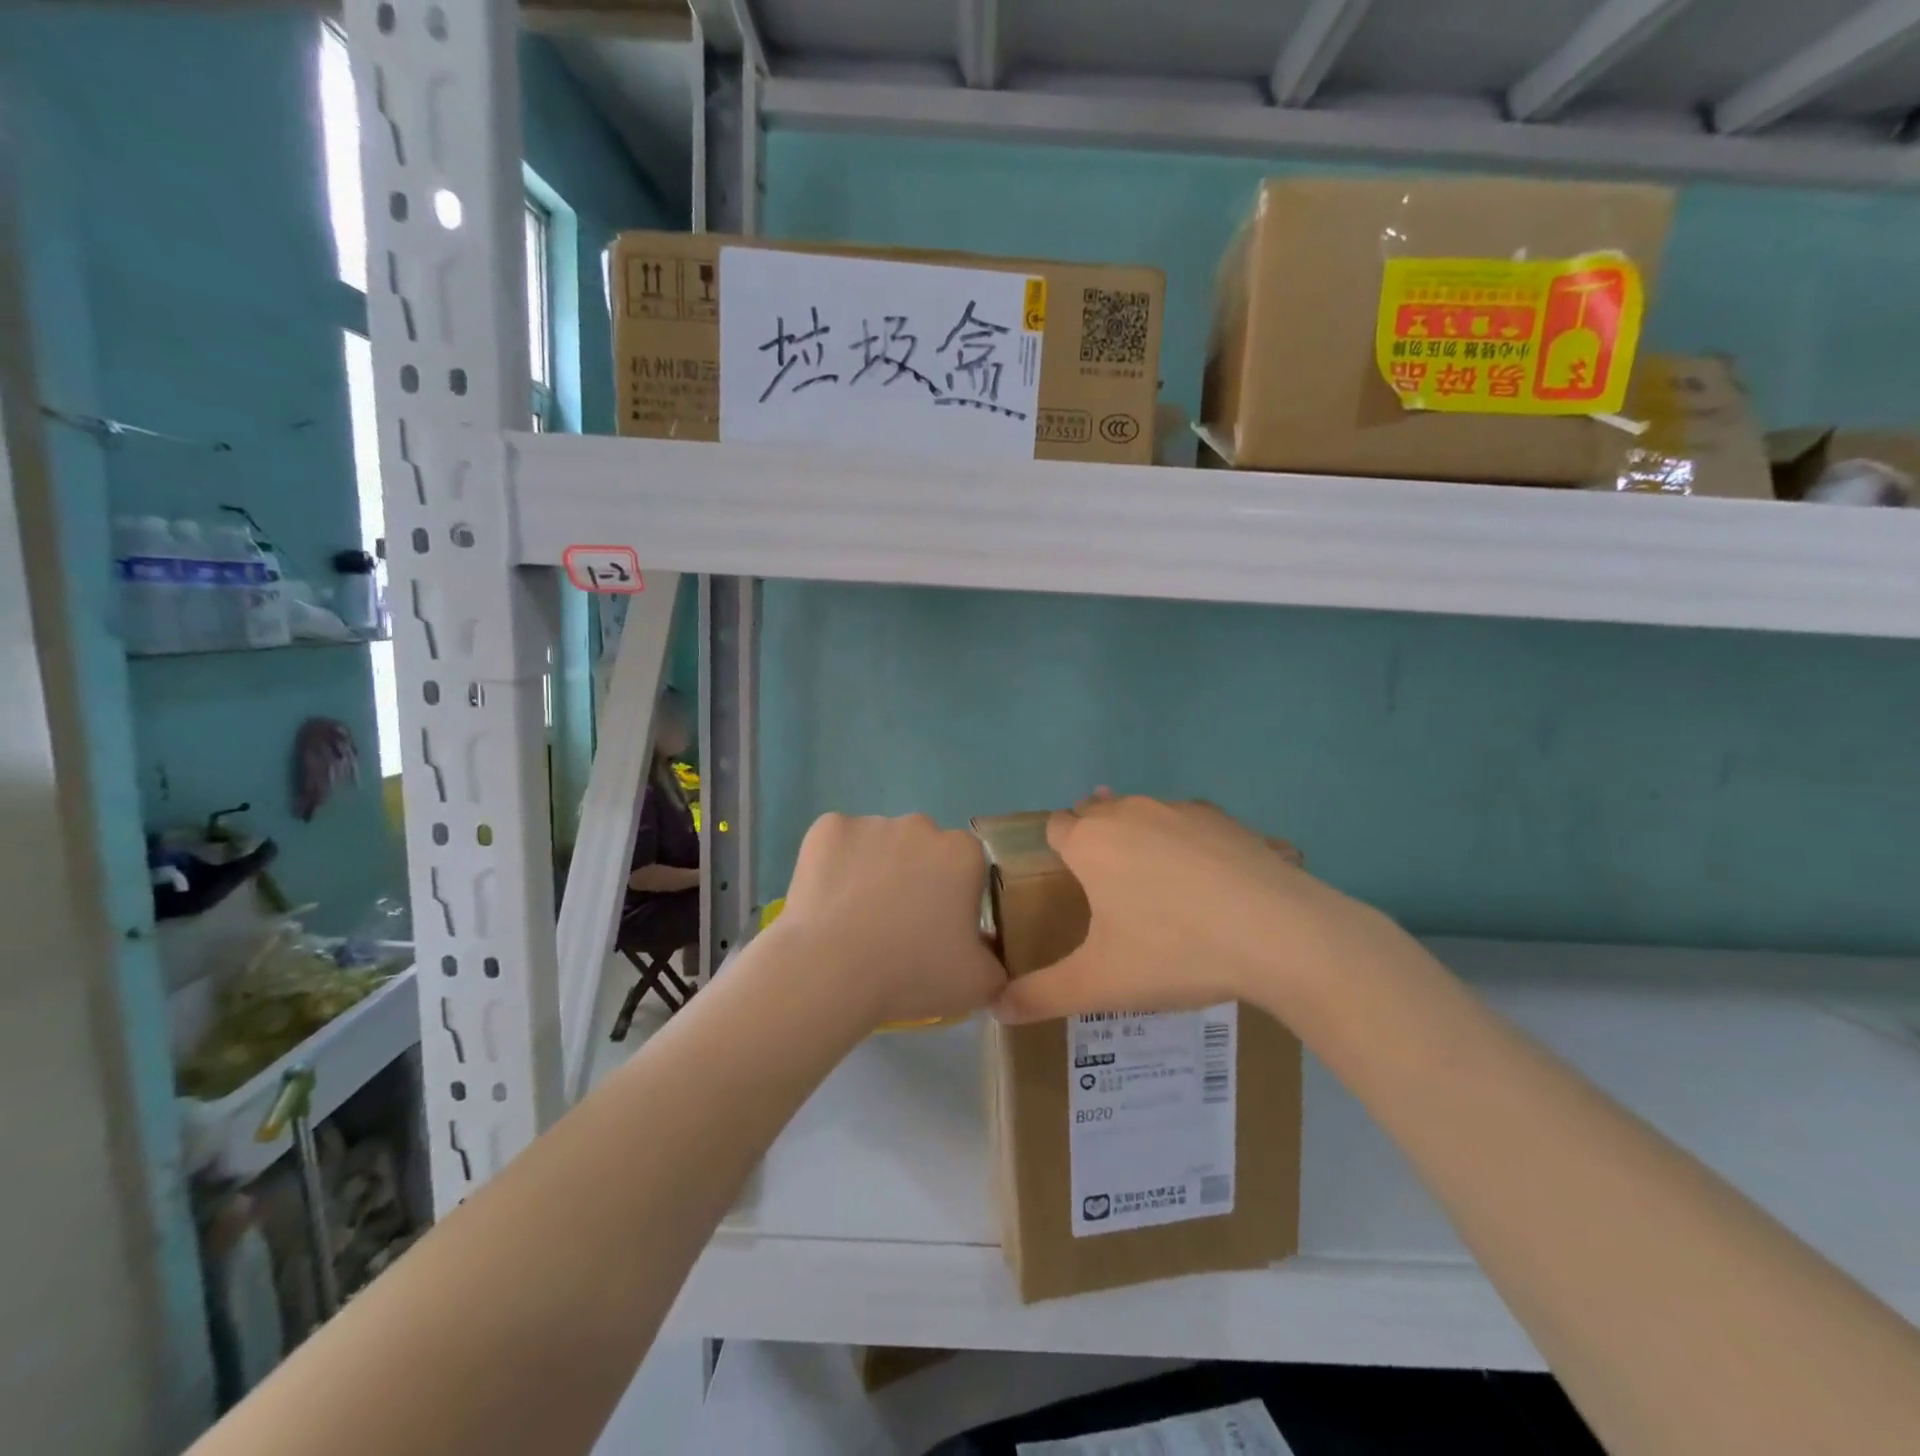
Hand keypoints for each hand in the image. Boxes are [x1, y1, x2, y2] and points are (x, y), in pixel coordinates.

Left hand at [773, 812, 1006, 1029]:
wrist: (830, 971)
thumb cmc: (911, 973)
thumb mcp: (978, 984)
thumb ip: (996, 964)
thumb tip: (988, 953)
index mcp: (963, 853)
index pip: (966, 867)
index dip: (953, 898)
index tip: (937, 930)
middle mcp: (920, 825)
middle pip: (923, 850)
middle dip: (915, 878)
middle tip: (897, 927)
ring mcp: (871, 822)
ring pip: (880, 845)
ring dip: (875, 871)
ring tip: (855, 919)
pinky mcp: (827, 827)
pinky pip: (838, 844)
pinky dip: (834, 865)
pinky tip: (827, 901)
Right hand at [993, 793, 1386, 1023]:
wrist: (1279, 934)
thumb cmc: (1174, 951)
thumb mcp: (1100, 984)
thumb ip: (1041, 995)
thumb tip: (995, 1009)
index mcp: (1091, 842)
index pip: (1055, 828)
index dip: (1057, 854)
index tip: (1071, 888)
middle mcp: (1129, 812)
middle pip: (1096, 814)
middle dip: (1095, 843)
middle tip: (1111, 895)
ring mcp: (1179, 810)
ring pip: (1143, 815)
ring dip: (1140, 840)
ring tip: (1159, 891)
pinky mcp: (1225, 818)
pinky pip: (1189, 824)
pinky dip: (1187, 844)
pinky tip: (1209, 886)